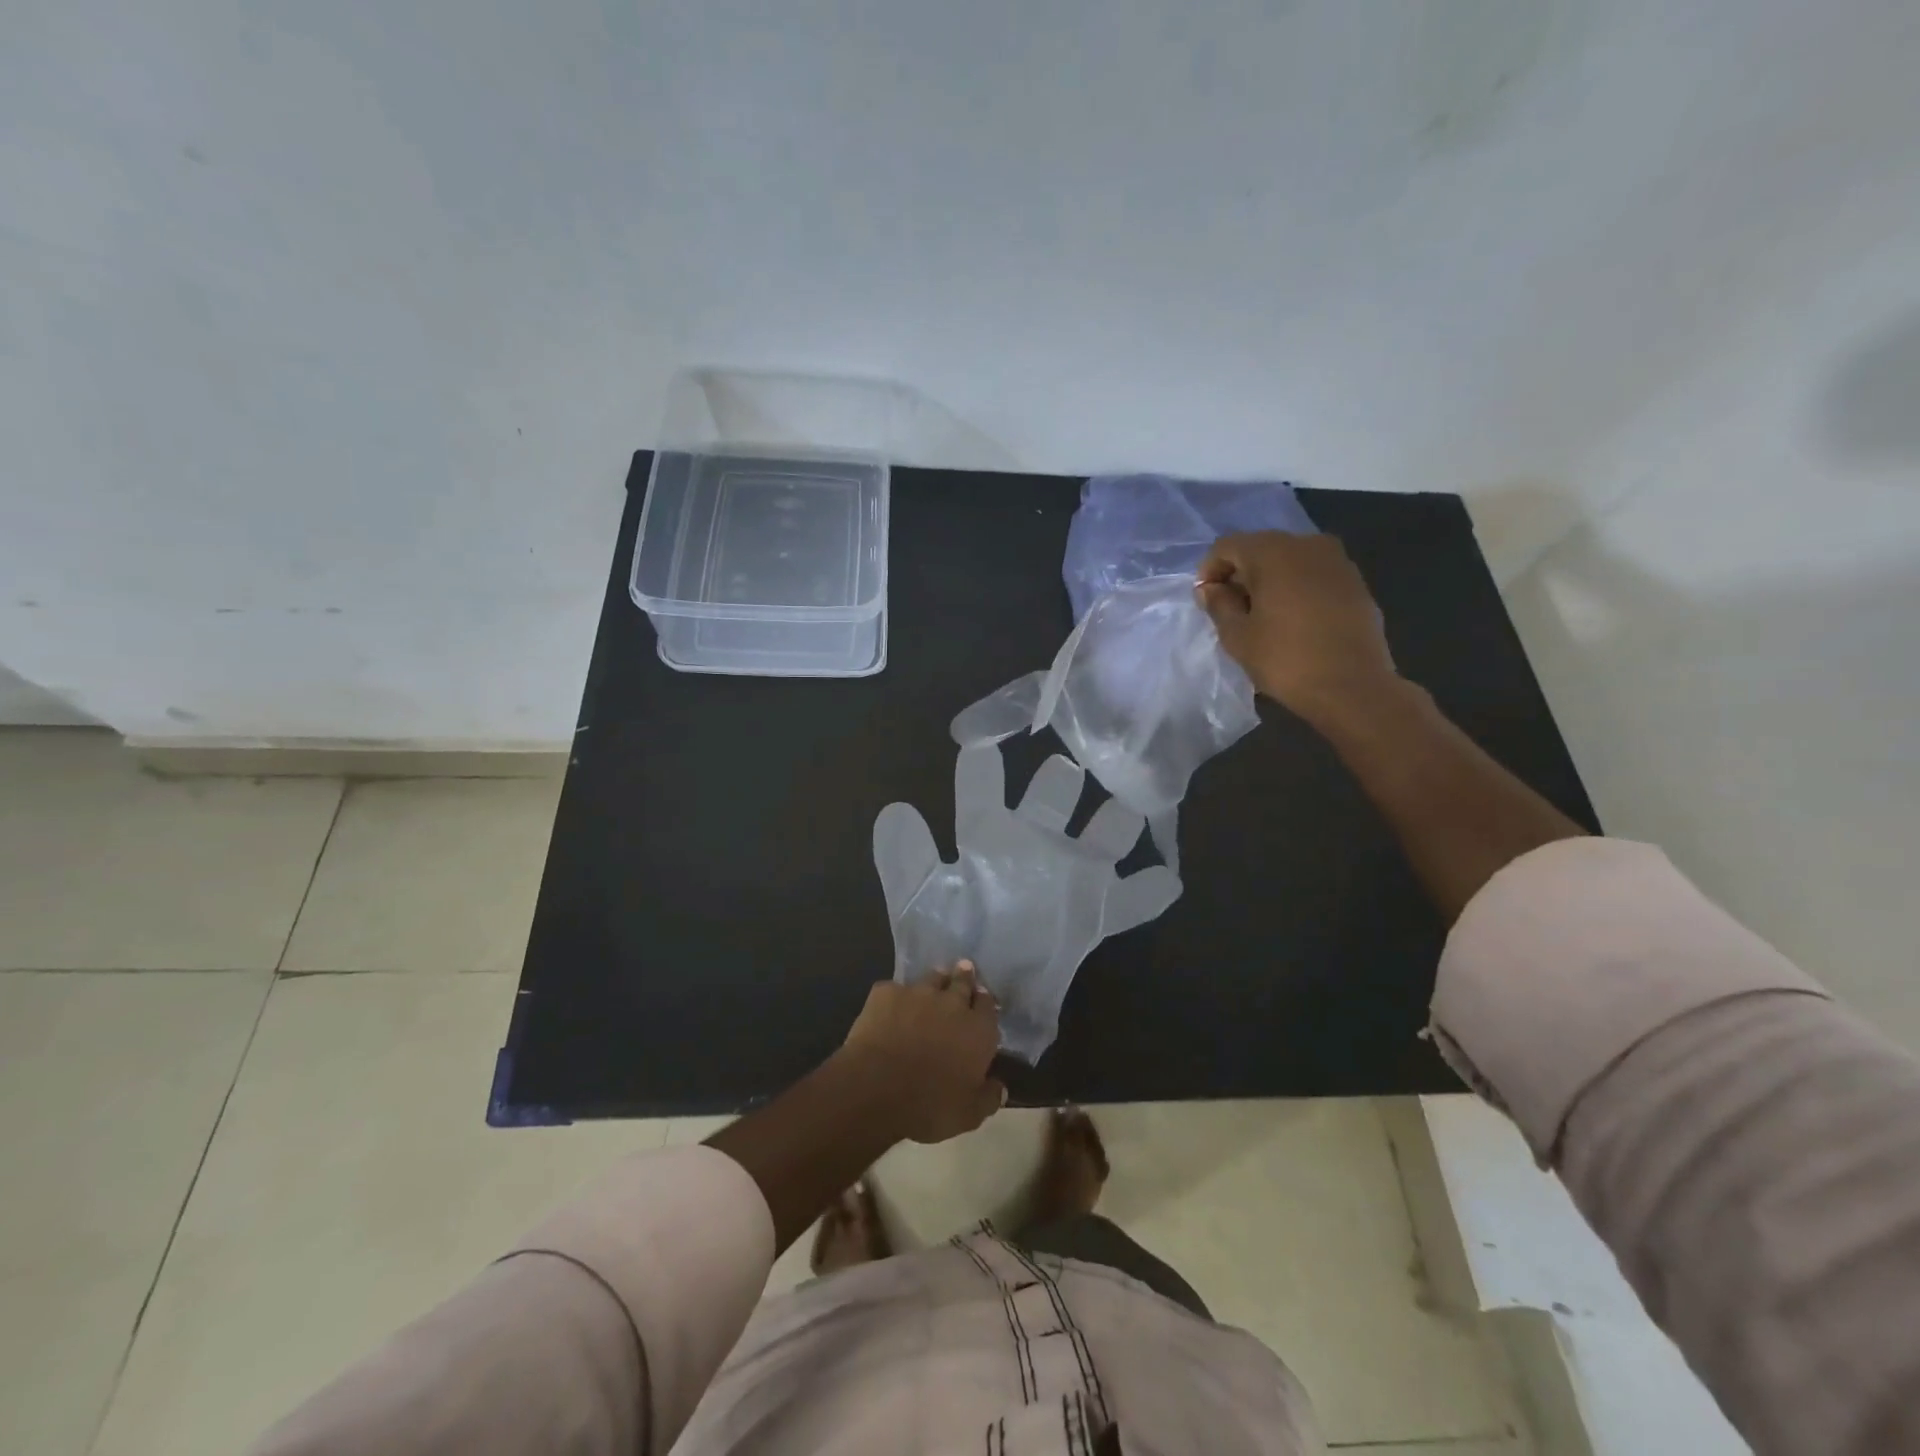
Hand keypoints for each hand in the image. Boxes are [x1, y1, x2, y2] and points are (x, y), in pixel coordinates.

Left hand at [837, 965, 1005, 1143]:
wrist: (877, 1087)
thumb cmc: (930, 1106)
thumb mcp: (968, 1115)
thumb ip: (988, 1098)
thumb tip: (1000, 1088)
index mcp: (978, 1031)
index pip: (988, 1006)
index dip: (985, 1001)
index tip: (982, 998)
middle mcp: (952, 1004)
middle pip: (963, 982)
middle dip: (965, 976)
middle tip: (965, 969)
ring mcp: (918, 993)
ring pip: (932, 978)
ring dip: (936, 980)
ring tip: (935, 981)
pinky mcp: (886, 993)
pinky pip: (895, 989)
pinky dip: (896, 997)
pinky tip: (890, 1006)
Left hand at [873, 741, 1181, 1062]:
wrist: (974, 999)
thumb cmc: (943, 942)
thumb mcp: (918, 901)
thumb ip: (905, 860)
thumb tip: (896, 810)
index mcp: (987, 835)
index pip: (984, 788)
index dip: (982, 762)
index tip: (984, 736)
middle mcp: (1032, 842)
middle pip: (1053, 794)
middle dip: (1060, 777)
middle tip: (1068, 763)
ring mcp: (1069, 874)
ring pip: (1103, 833)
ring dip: (1117, 819)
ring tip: (1130, 801)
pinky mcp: (1095, 912)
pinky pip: (1132, 901)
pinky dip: (1149, 893)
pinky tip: (1166, 881)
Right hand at [1196, 531, 1399, 724]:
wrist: (1353, 687)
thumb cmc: (1286, 660)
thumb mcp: (1237, 636)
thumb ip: (1219, 605)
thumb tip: (1211, 589)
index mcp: (1273, 552)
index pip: (1227, 546)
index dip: (1209, 571)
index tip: (1205, 601)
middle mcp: (1308, 544)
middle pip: (1260, 548)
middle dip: (1240, 574)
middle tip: (1230, 609)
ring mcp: (1338, 561)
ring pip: (1289, 560)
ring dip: (1269, 581)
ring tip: (1261, 616)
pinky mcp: (1356, 582)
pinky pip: (1313, 575)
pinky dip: (1295, 588)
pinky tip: (1292, 620)